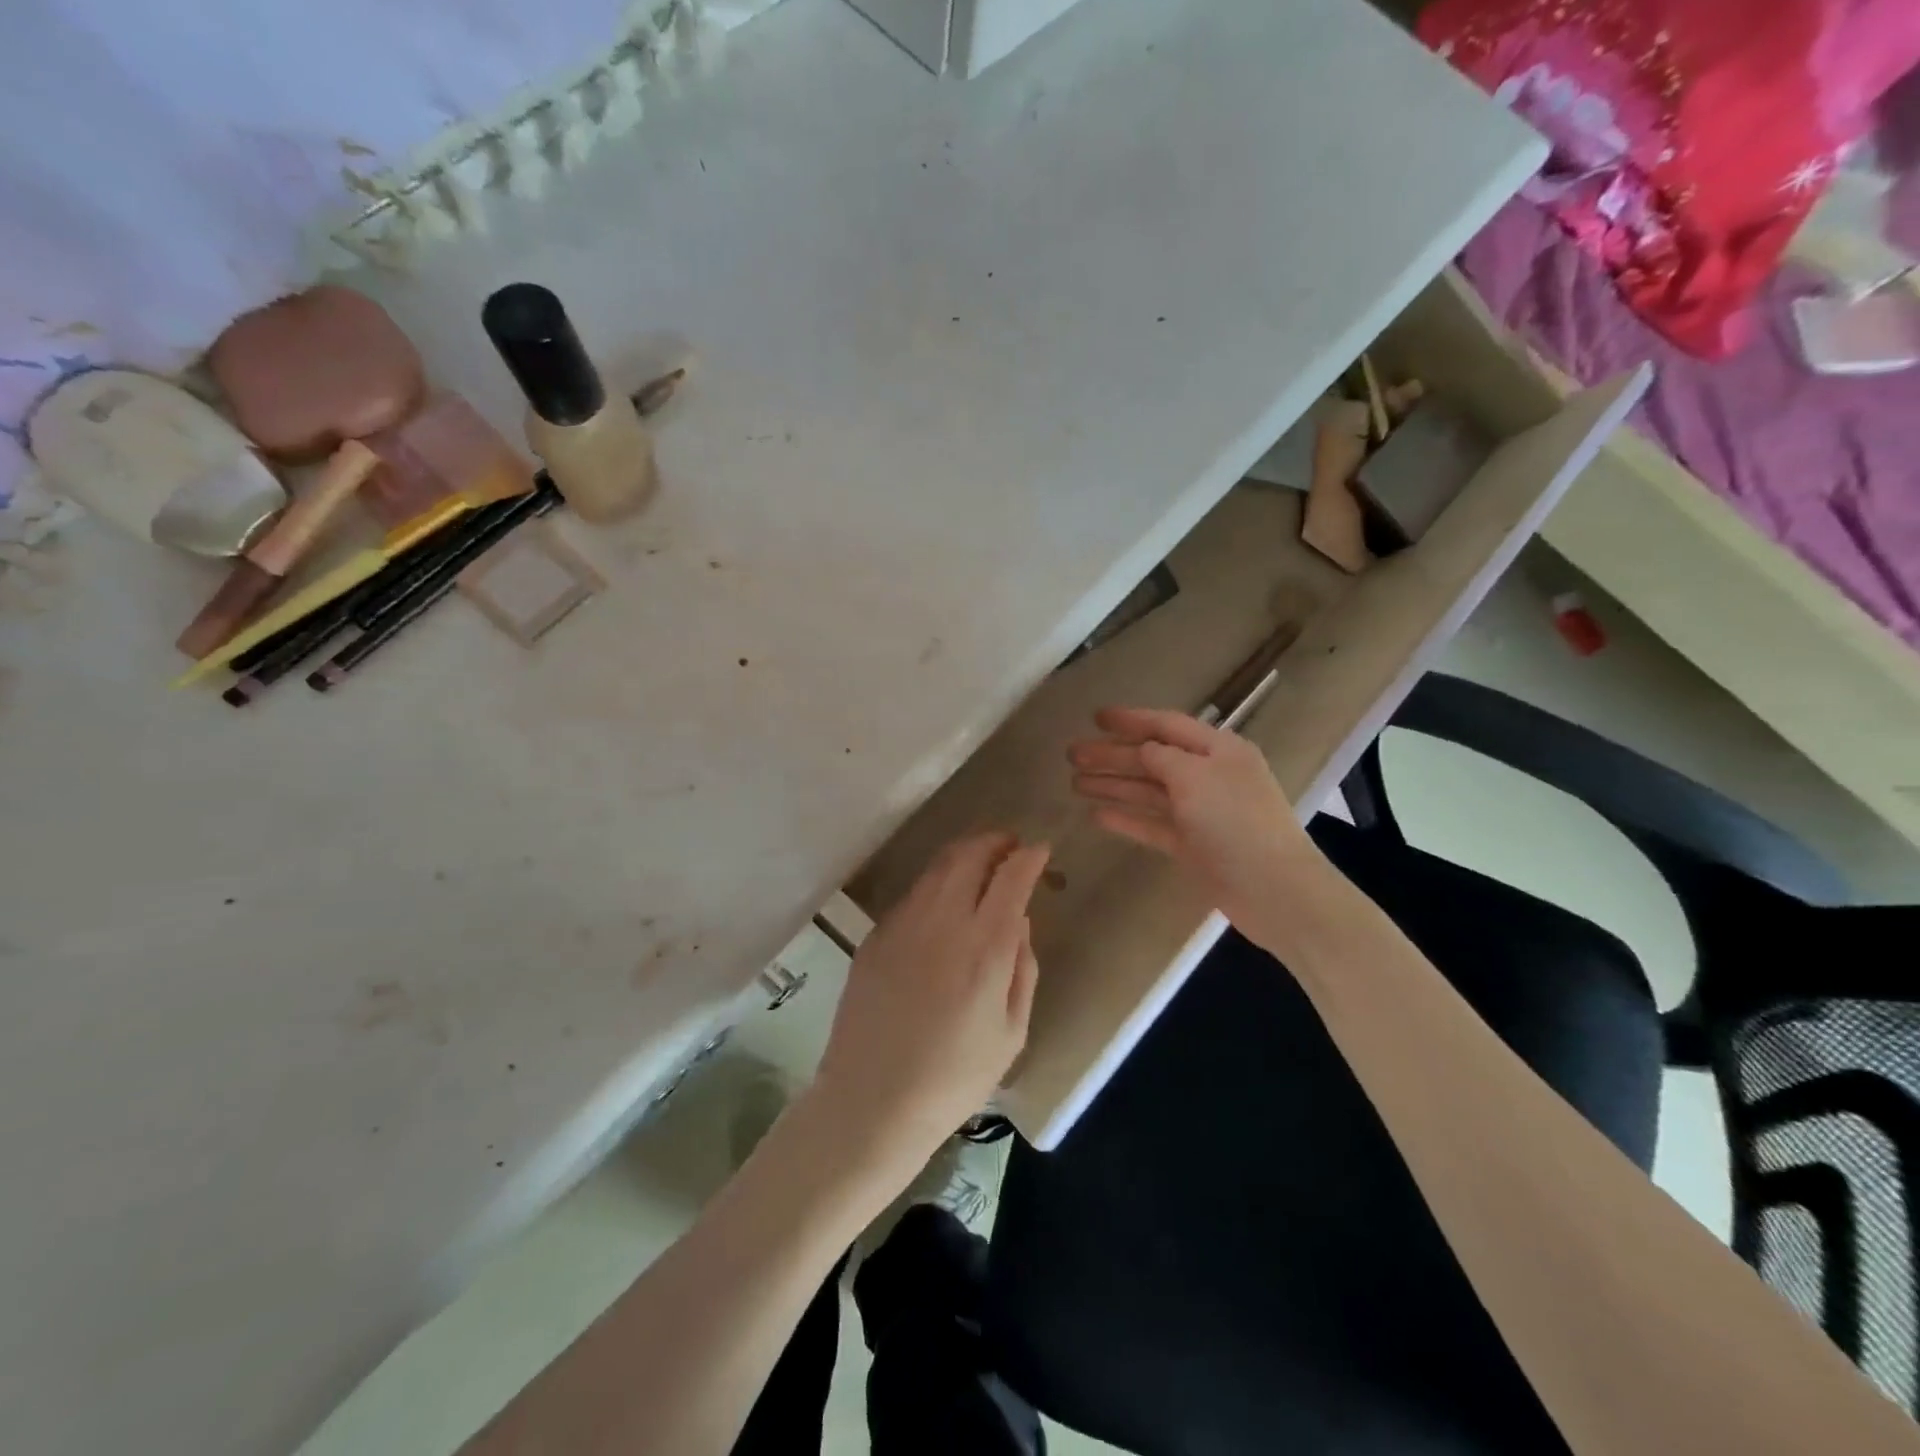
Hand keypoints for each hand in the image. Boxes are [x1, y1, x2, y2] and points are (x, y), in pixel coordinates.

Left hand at [811, 832, 1049, 1172]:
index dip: (1028, 857)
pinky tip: (943, 901)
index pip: (1011, 878)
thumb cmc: (954, 1078)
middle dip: (995, 841)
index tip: (1039, 850)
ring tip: (980, 862)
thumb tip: (1019, 921)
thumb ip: (1022, 968)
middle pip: (969, 856)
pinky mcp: (876, 936)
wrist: (872, 1101)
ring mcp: (903, 925)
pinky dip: (936, 883)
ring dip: (964, 855)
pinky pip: (913, 894)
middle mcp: (942, 922)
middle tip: (1010, 845)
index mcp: (984, 947)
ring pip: (937, 868)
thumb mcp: (1011, 1033)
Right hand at [1068, 706, 1314, 931]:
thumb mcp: (1196, 777)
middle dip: (1112, 754)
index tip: (1095, 717)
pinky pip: (1152, 824)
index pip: (1168, 725)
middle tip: (1072, 754)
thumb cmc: (1236, 822)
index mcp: (1218, 750)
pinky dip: (1126, 818)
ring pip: (1148, 791)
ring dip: (1113, 784)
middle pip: (1152, 758)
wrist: (1273, 891)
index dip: (1131, 720)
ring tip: (1074, 783)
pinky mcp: (1192, 845)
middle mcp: (1208, 776)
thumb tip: (1142, 750)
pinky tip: (1096, 815)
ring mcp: (1199, 812)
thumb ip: (1162, 757)